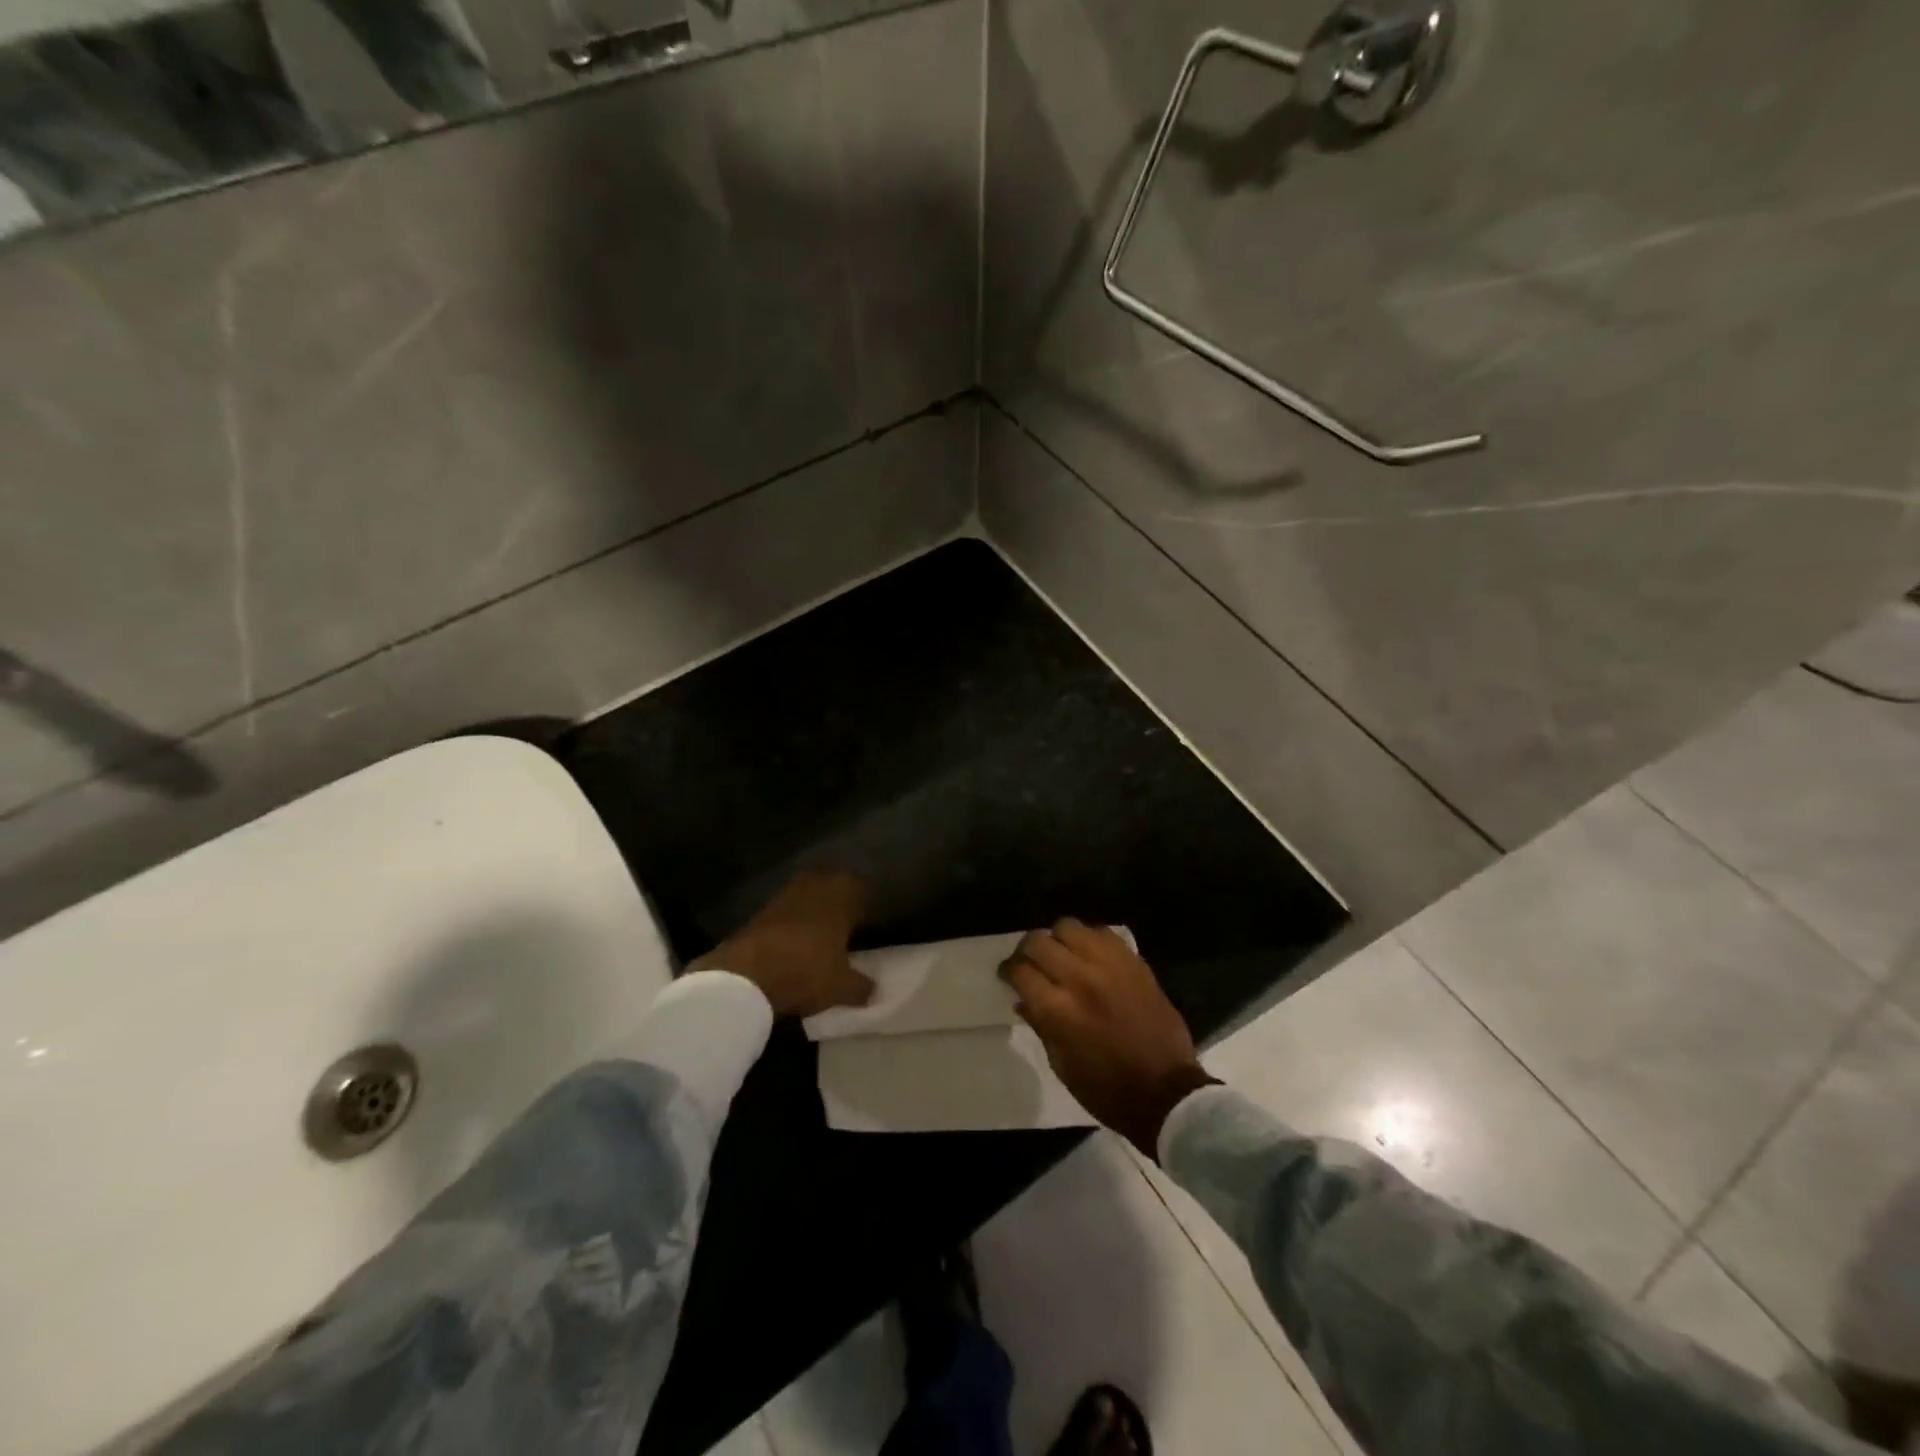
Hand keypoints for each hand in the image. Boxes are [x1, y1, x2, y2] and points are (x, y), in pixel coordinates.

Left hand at [691, 872, 875, 1017]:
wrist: (744, 976)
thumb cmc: (805, 971)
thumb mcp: (841, 987)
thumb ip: (861, 987)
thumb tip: (874, 990)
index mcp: (840, 895)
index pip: (860, 887)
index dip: (867, 902)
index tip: (871, 919)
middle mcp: (814, 886)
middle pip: (832, 885)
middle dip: (840, 901)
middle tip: (848, 923)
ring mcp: (784, 897)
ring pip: (807, 896)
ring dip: (814, 910)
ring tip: (822, 934)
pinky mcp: (760, 912)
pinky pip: (787, 911)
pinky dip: (793, 922)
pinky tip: (796, 943)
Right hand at [1000, 919, 1215, 1157]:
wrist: (1167, 1092)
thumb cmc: (1107, 1090)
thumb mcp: (1062, 1066)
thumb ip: (1040, 1025)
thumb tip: (1023, 999)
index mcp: (1059, 1011)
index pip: (1020, 971)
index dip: (1008, 971)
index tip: (1008, 976)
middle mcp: (1081, 979)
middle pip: (1039, 941)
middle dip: (1027, 951)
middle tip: (1029, 963)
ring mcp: (1110, 965)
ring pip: (1069, 926)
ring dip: (1057, 939)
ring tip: (1061, 954)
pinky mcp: (1134, 961)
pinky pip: (1102, 932)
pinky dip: (1089, 940)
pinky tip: (1089, 955)